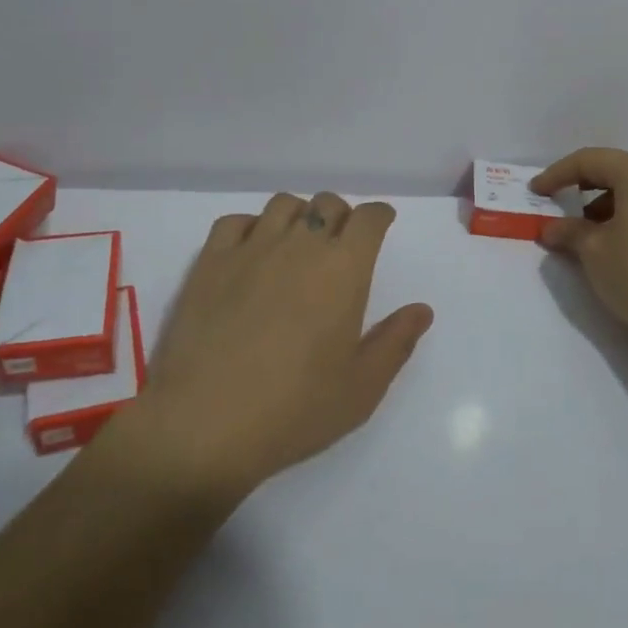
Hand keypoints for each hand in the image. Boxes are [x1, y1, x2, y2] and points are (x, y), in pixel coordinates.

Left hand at [122, 193, 433, 500]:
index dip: (380, 215)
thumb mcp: (362, 387)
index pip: (369, 219)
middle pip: (327, 204)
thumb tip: (421, 310)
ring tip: (298, 242)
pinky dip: (251, 226)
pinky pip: (235, 222)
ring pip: (283, 205)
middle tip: (341, 243)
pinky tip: (252, 251)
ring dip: (300, 215)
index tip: (382, 224)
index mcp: (344, 270)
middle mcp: (300, 246)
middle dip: (342, 215)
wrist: (206, 423)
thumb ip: (396, 342)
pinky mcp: (210, 263)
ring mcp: (251, 250)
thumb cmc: (296, 409)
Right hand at [533, 149, 627, 346]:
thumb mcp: (595, 253)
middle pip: (619, 171)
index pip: (590, 161)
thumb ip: (570, 232)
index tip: (536, 191)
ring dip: (612, 204)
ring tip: (592, 234)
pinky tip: (625, 243)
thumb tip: (552, 228)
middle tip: (562, 210)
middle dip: (586, 189)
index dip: (557, 175)